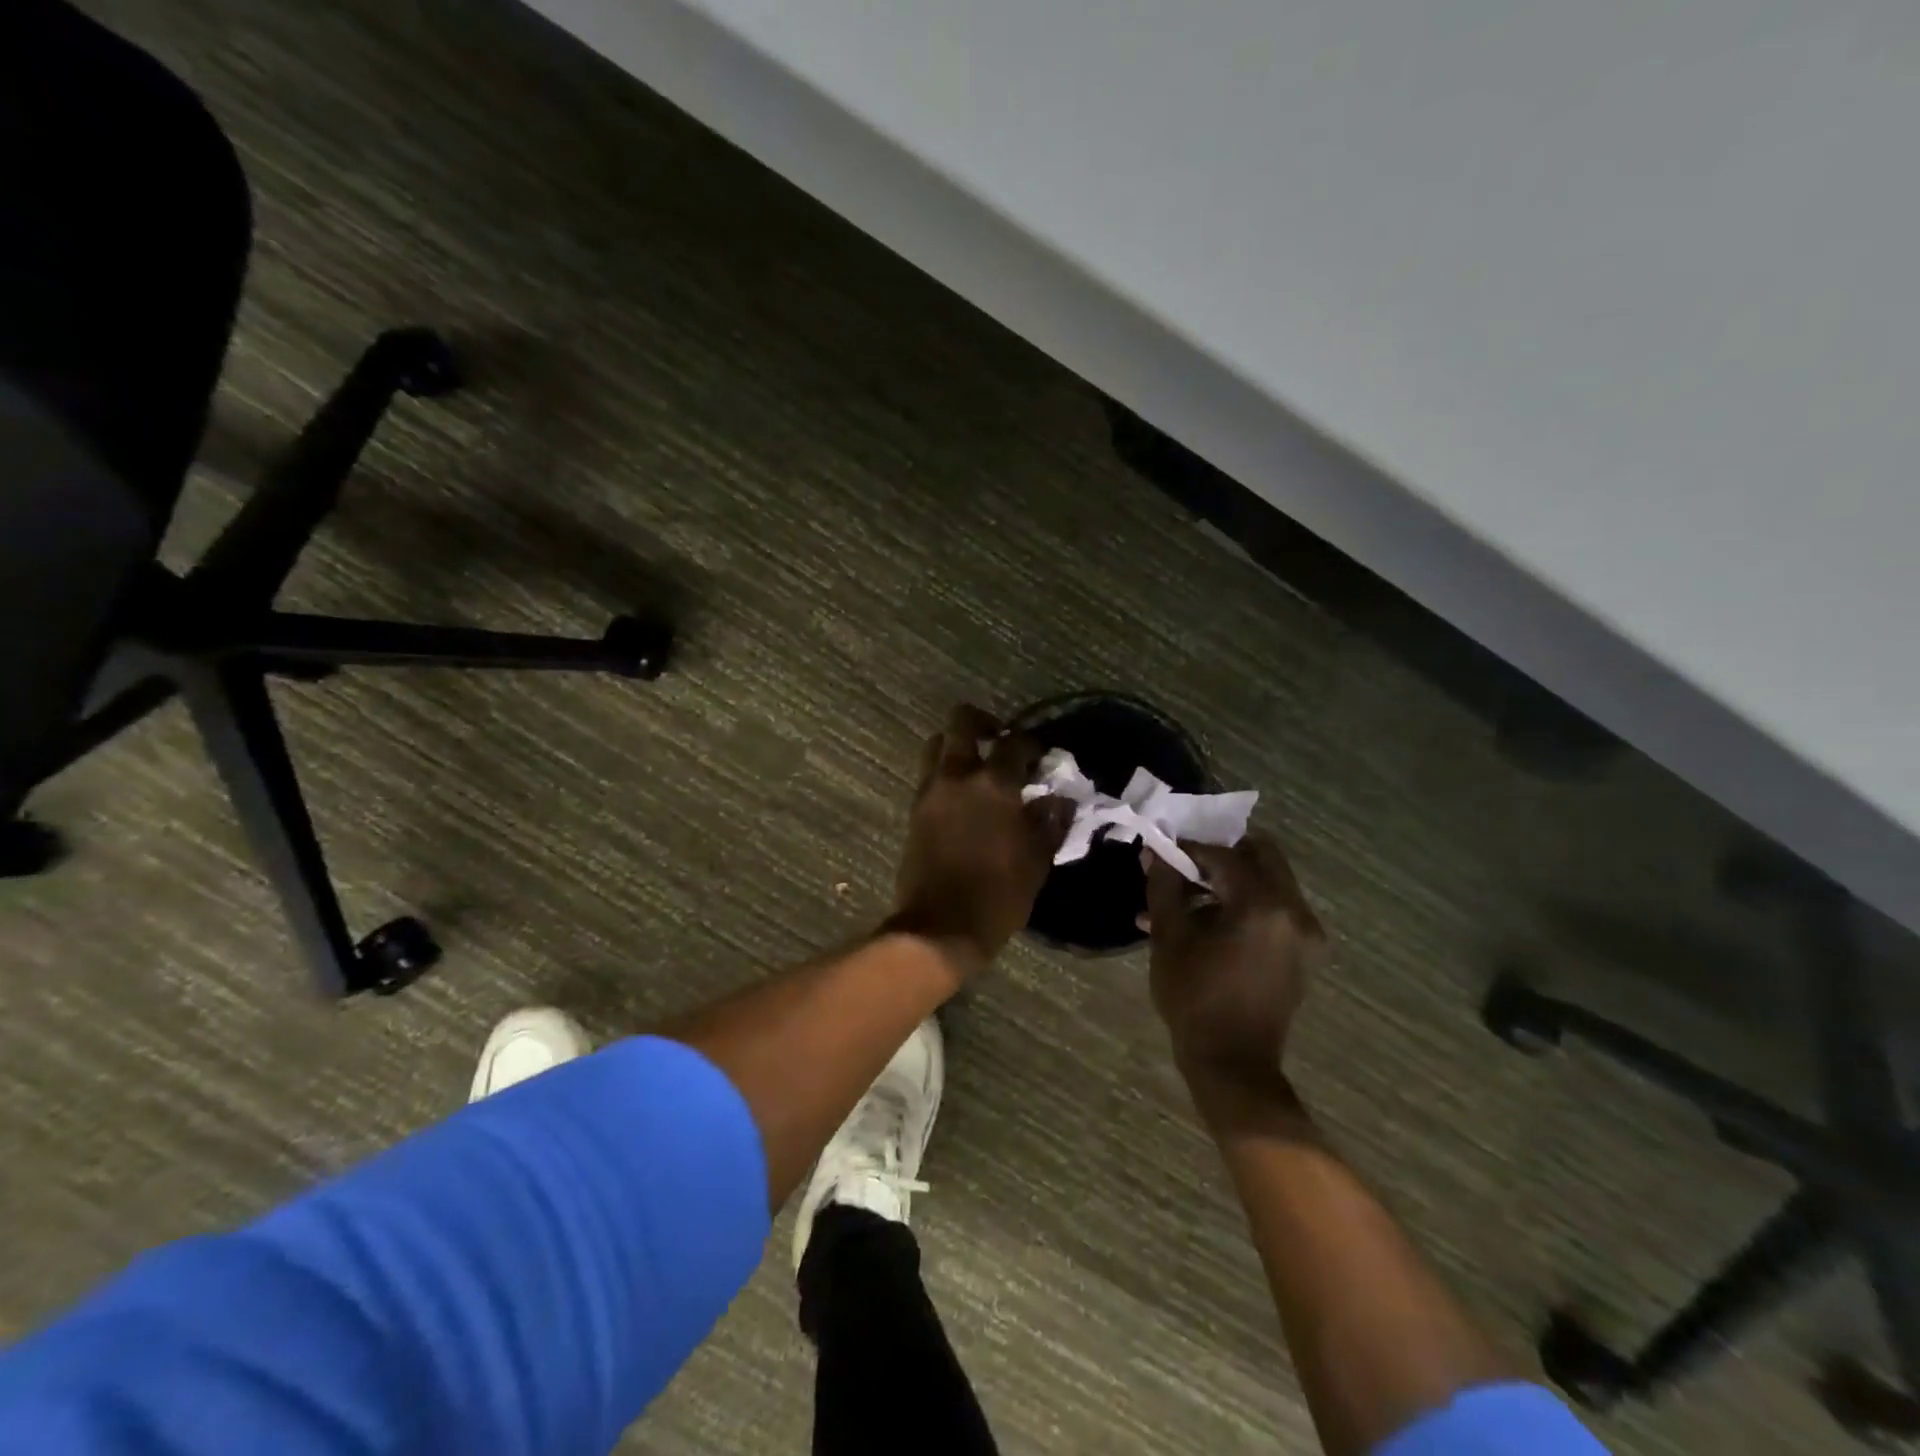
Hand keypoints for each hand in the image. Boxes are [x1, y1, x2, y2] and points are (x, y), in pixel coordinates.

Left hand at [888, 705, 1073, 972]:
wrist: (940, 927)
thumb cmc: (998, 895)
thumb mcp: (1036, 861)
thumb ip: (1050, 822)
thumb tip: (1058, 800)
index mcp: (994, 784)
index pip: (1015, 743)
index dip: (1031, 744)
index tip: (1040, 757)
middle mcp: (958, 776)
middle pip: (962, 722)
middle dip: (983, 722)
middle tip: (999, 740)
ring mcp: (930, 791)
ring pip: (937, 744)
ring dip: (956, 745)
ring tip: (976, 766)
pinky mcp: (914, 810)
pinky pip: (929, 774)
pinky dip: (944, 772)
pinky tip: (962, 795)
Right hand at [1143, 835, 1325, 1102]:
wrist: (1233, 1064)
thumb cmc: (1195, 998)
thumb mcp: (1170, 938)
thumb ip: (1164, 886)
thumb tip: (1157, 852)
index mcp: (1264, 905)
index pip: (1225, 855)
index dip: (1190, 850)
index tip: (1162, 853)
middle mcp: (1295, 911)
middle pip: (1260, 857)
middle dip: (1219, 856)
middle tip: (1184, 867)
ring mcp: (1305, 933)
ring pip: (1267, 882)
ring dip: (1229, 882)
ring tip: (1184, 902)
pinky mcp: (1303, 952)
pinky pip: (1274, 909)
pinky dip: (1243, 905)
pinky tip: (1205, 924)